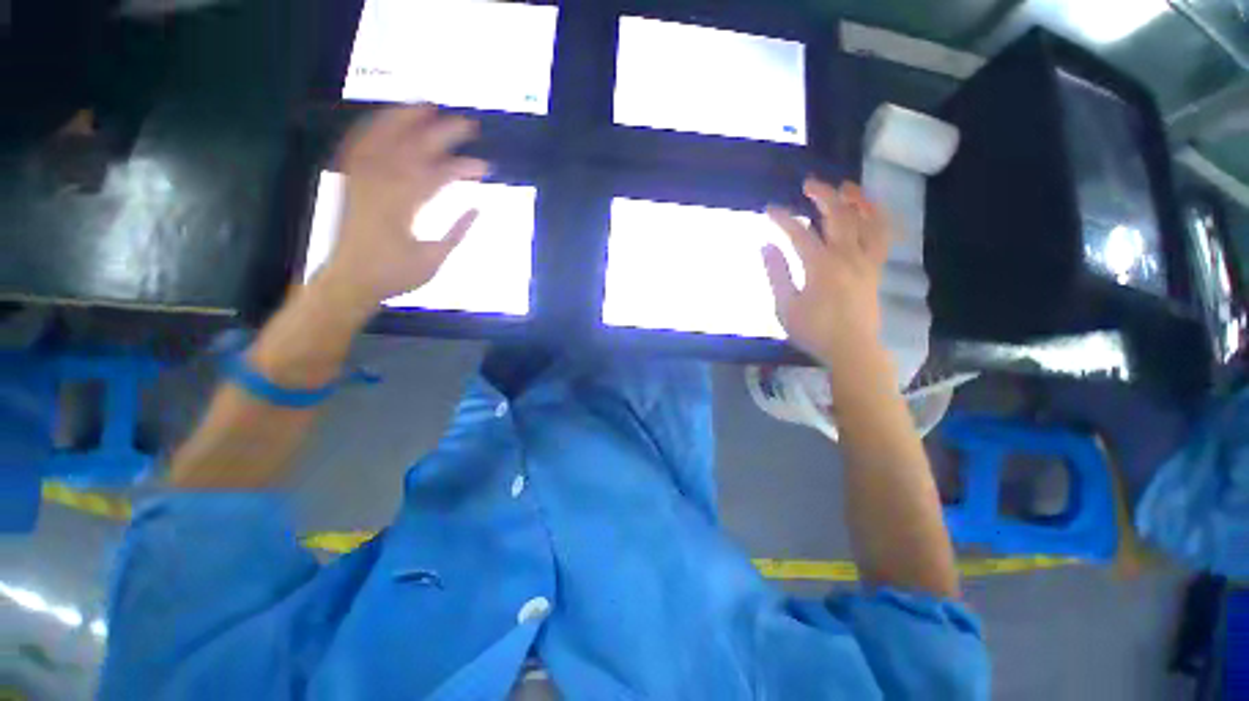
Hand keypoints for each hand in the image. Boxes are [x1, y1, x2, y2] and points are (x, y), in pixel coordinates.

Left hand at [316, 105, 488, 315]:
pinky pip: (357, 146)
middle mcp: (379, 185)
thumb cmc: (394, 275)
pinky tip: (386, 120)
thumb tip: (478, 208)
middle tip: (469, 124)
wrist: (348, 281)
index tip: (485, 167)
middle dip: (443, 134)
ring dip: (405, 118)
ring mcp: (360, 179)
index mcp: (403, 207)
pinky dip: (371, 129)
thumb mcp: (434, 261)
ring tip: (427, 106)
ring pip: (382, 138)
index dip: (463, 169)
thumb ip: (456, 232)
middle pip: (414, 148)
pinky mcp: (349, 181)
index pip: (437, 176)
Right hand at [763, 178, 890, 365]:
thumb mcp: (785, 306)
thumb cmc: (814, 331)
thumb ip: (776, 273)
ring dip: (857, 200)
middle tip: (809, 184)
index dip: (782, 218)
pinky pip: (883, 237)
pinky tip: (872, 213)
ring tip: (847, 187)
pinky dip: (879, 219)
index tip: (769, 209)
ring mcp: (866, 260)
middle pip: (838, 215)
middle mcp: (847, 255)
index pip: (798, 233)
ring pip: (868, 220)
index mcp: (820, 265)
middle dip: (822, 195)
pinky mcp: (876, 269)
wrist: (852, 349)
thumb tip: (766, 245)